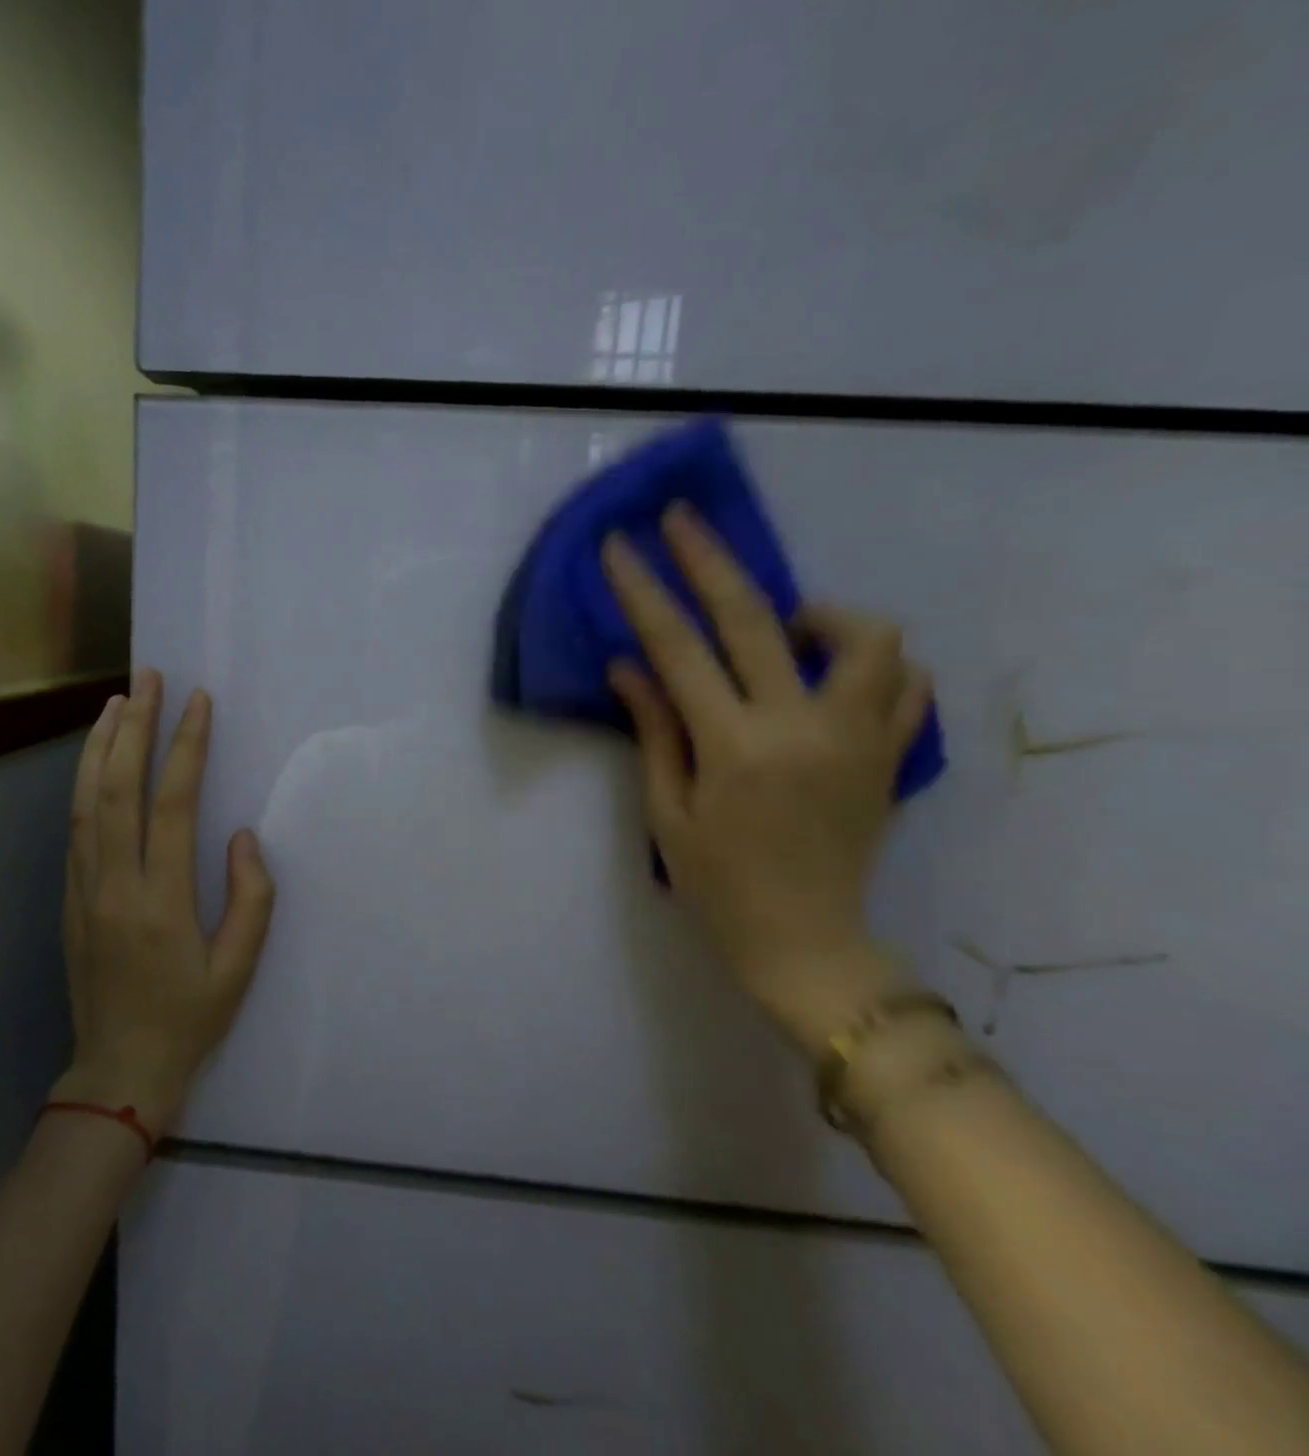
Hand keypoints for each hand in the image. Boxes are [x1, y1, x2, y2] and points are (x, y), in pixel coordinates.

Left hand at [51, 671, 276, 1132]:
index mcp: (161, 901)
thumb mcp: (239, 968)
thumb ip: (250, 898)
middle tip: (147, 679)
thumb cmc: (190, 1021)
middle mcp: (115, 885)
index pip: (172, 805)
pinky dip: (84, 784)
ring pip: (85, 802)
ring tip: (116, 702)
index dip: (185, 747)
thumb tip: (242, 836)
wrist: (118, 1073)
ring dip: (100, 747)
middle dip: (134, 727)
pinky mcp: (69, 901)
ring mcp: (83, 891)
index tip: (198, 703)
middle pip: (118, 789)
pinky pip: (75, 829)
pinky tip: (96, 762)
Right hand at [602, 504, 931, 1052]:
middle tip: (681, 518)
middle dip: (710, 558)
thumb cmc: (719, 886)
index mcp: (733, 746)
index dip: (643, 591)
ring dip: (819, 612)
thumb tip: (629, 666)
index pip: (677, 648)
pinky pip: (906, 684)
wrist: (807, 944)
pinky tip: (836, 674)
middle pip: (755, 617)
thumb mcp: (667, 812)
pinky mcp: (891, 756)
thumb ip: (654, 730)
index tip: (619, 547)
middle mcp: (800, 726)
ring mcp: (858, 737)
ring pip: (866, 637)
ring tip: (787, 627)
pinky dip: (875, 663)